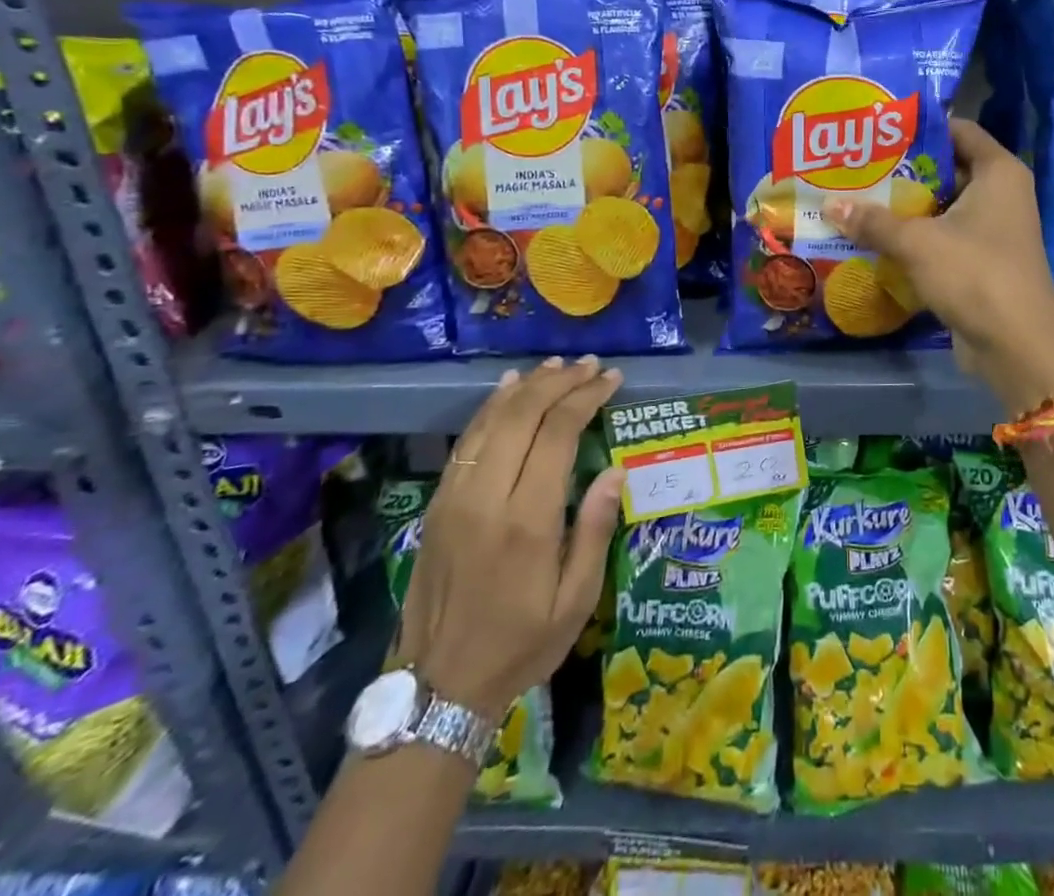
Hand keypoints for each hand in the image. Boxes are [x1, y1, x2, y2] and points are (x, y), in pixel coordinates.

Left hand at [396, 357, 626, 719]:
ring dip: (527, 386)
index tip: (612, 379)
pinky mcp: (437, 504)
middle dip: (560, 382)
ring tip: (558, 366)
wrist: (438, 688)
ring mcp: (455, 497)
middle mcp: (487, 497)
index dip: (586, 397)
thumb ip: (595, 530)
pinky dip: (492, 407)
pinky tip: (508, 389)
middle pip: (523, 415)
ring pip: (492, 420)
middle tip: (591, 365)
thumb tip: (616, 471)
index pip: (557, 433)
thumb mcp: (576, 601)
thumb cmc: (521, 644)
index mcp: (527, 521)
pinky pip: (468, 440)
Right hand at [822, 119, 1053, 409]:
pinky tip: (876, 236)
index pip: (956, 129)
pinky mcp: (982, 259)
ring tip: (856, 197)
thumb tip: (828, 204)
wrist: (1016, 345)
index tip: (875, 130)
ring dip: (904, 206)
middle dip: (902, 169)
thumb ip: (873, 221)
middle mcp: (1000, 192)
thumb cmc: (974, 274)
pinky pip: (943, 235)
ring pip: (942, 204)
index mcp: (997, 171)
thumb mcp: (917, 242)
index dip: (917, 127)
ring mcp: (993, 228)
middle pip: (945, 167)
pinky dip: (915, 235)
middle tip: (856, 165)